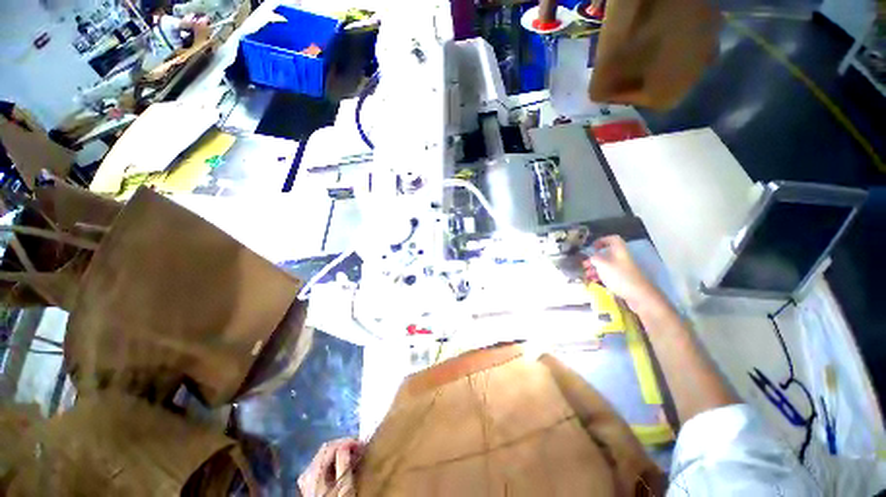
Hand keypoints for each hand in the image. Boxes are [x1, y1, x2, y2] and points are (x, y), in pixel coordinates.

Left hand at [298, 438, 361, 496]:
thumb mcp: (344, 485)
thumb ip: (343, 463)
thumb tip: (347, 444)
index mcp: (314, 472)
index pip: (330, 446)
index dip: (347, 441)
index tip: (360, 445)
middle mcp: (307, 473)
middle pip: (325, 449)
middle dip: (343, 445)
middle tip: (357, 449)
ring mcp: (306, 479)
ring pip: (323, 455)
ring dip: (338, 452)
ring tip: (352, 456)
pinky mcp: (308, 484)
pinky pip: (320, 465)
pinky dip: (332, 461)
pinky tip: (340, 466)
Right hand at [582, 235, 661, 311]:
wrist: (638, 295)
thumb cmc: (620, 276)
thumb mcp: (603, 264)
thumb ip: (595, 258)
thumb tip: (591, 257)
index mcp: (619, 251)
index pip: (612, 239)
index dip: (602, 240)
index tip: (592, 247)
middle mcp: (621, 258)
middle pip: (606, 254)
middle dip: (593, 258)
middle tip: (585, 264)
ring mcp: (622, 269)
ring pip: (605, 265)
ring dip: (594, 268)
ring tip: (586, 274)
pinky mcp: (621, 279)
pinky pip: (608, 274)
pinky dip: (599, 276)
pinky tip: (593, 280)